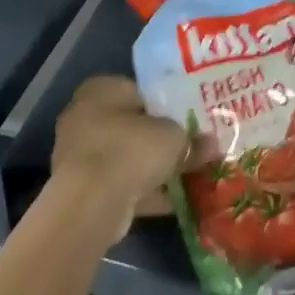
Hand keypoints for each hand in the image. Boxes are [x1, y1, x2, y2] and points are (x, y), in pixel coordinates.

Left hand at [51, 76, 192, 235]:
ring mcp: (82, 156)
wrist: (90, 204)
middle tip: (192, 147)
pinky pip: (123, 185)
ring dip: (155, 168)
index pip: (140, 90)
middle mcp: (85, 117)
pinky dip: (147, 193)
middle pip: (134, 126)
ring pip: (128, 158)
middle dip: (161, 139)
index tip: (191, 117)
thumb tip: (212, 145)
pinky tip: (178, 202)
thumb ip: (192, 139)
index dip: (167, 103)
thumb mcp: (173, 137)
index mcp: (101, 89)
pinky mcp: (84, 191)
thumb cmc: (131, 149)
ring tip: (191, 175)